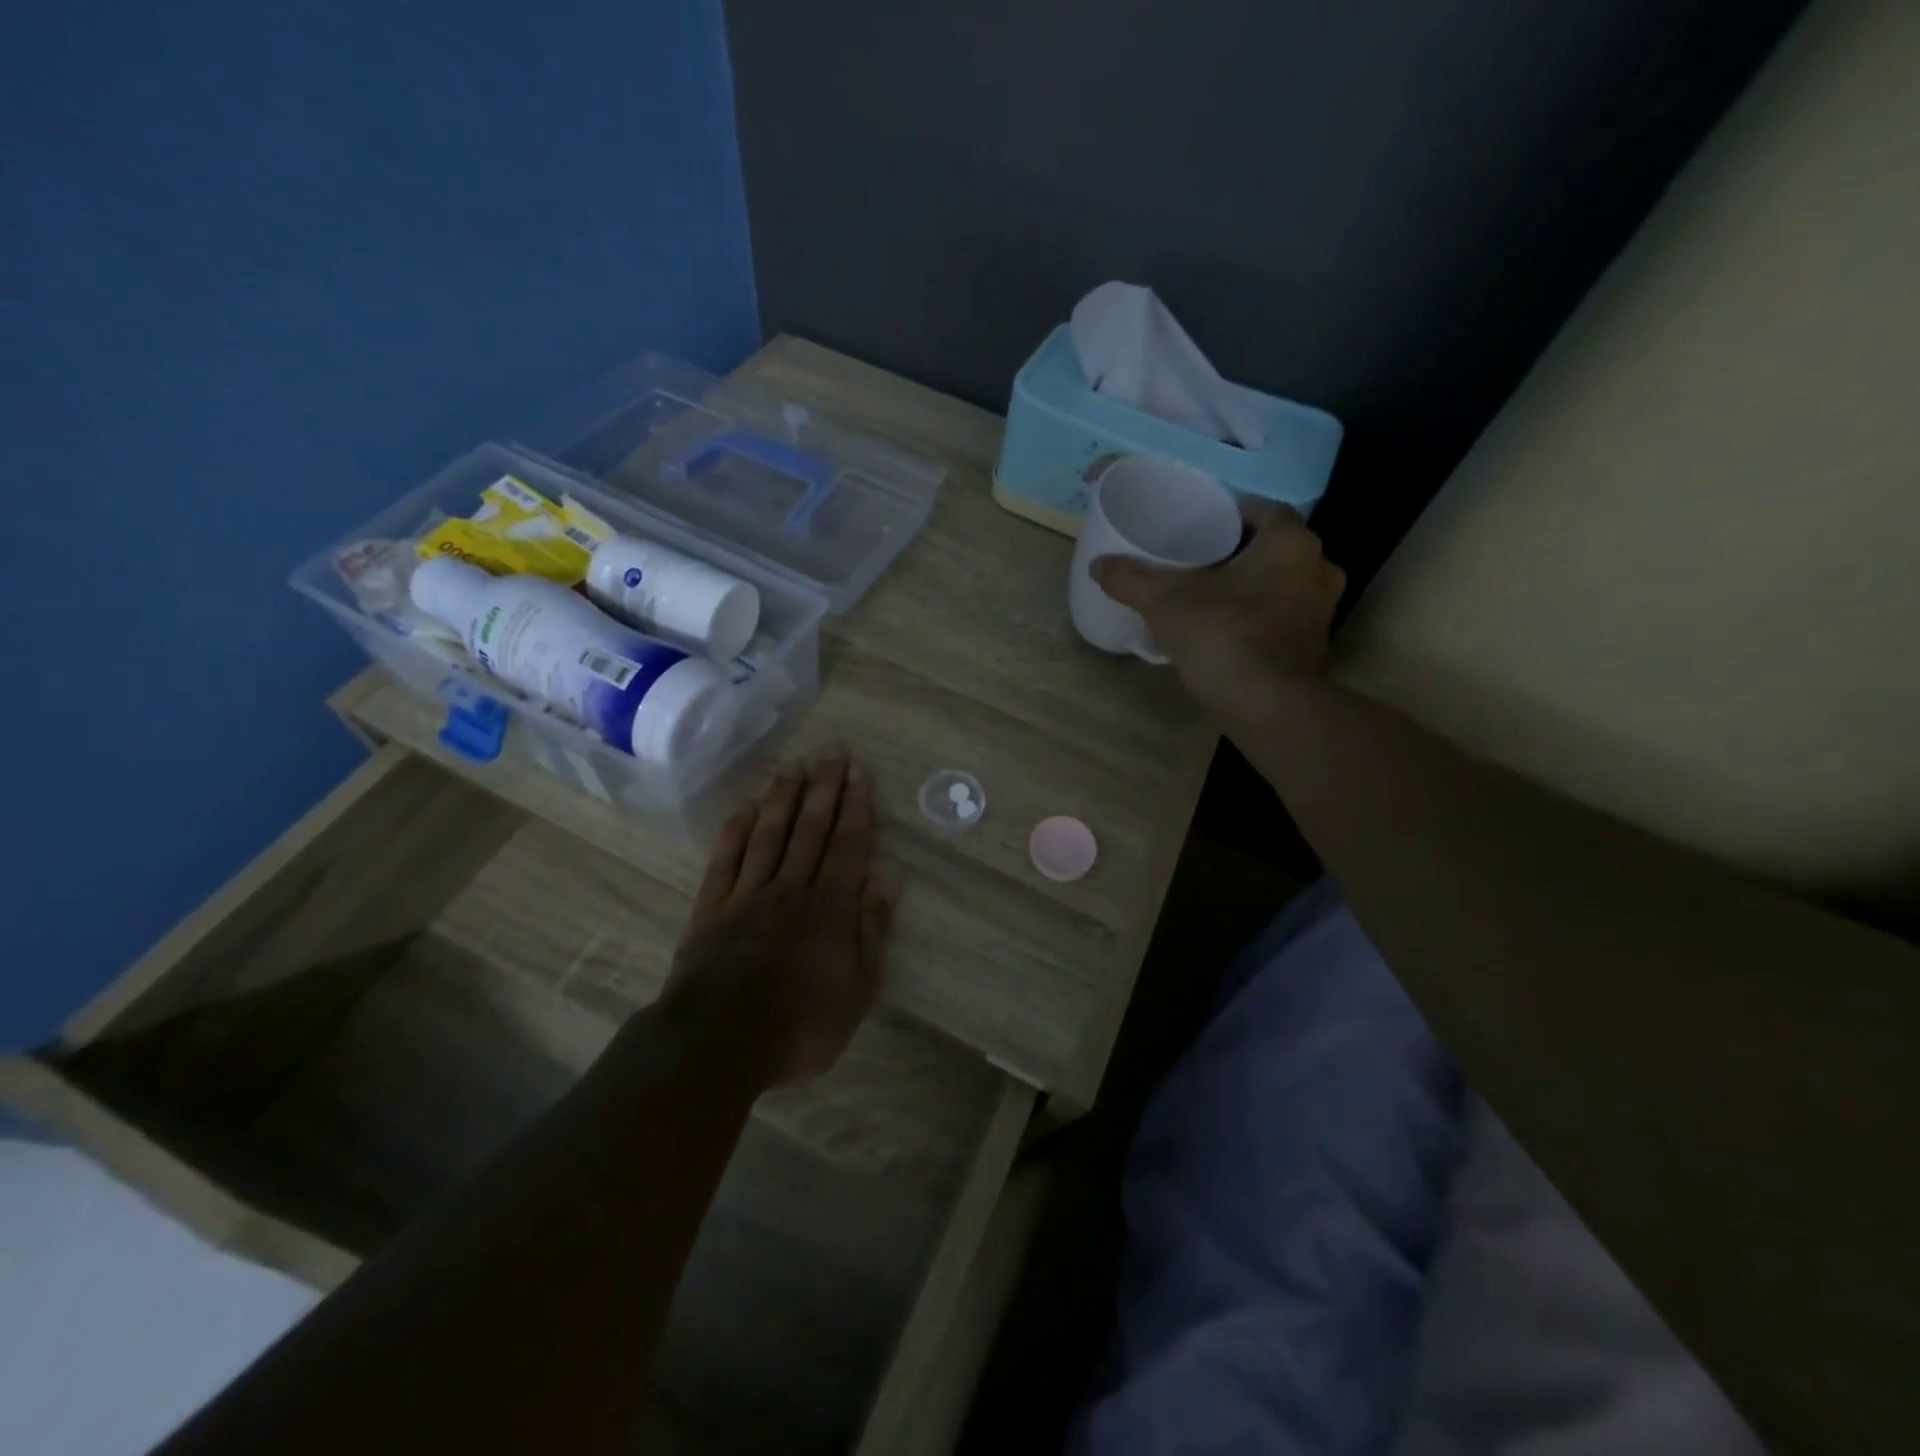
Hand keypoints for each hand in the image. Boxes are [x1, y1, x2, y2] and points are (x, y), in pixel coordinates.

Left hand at [660, 749, 899, 1087]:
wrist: (718, 1043)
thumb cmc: (800, 1024)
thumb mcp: (857, 989)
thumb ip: (872, 928)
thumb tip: (889, 875)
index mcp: (829, 907)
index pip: (847, 844)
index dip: (855, 806)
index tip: (859, 772)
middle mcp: (791, 888)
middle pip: (809, 828)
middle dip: (823, 787)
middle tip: (831, 751)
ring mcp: (748, 894)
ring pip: (769, 833)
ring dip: (784, 797)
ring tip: (794, 765)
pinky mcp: (712, 907)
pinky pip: (726, 858)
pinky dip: (737, 829)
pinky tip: (746, 807)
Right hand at [1090, 502, 1345, 710]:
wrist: (1267, 706)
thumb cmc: (1222, 635)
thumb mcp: (1164, 602)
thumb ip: (1130, 578)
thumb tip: (1098, 564)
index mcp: (1290, 542)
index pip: (1262, 509)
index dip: (1231, 515)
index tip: (1200, 528)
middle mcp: (1318, 568)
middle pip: (1273, 548)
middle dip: (1239, 553)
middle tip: (1200, 563)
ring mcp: (1322, 612)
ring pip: (1282, 585)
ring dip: (1253, 588)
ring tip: (1212, 598)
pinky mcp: (1315, 648)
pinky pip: (1285, 619)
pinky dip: (1261, 619)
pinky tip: (1229, 632)